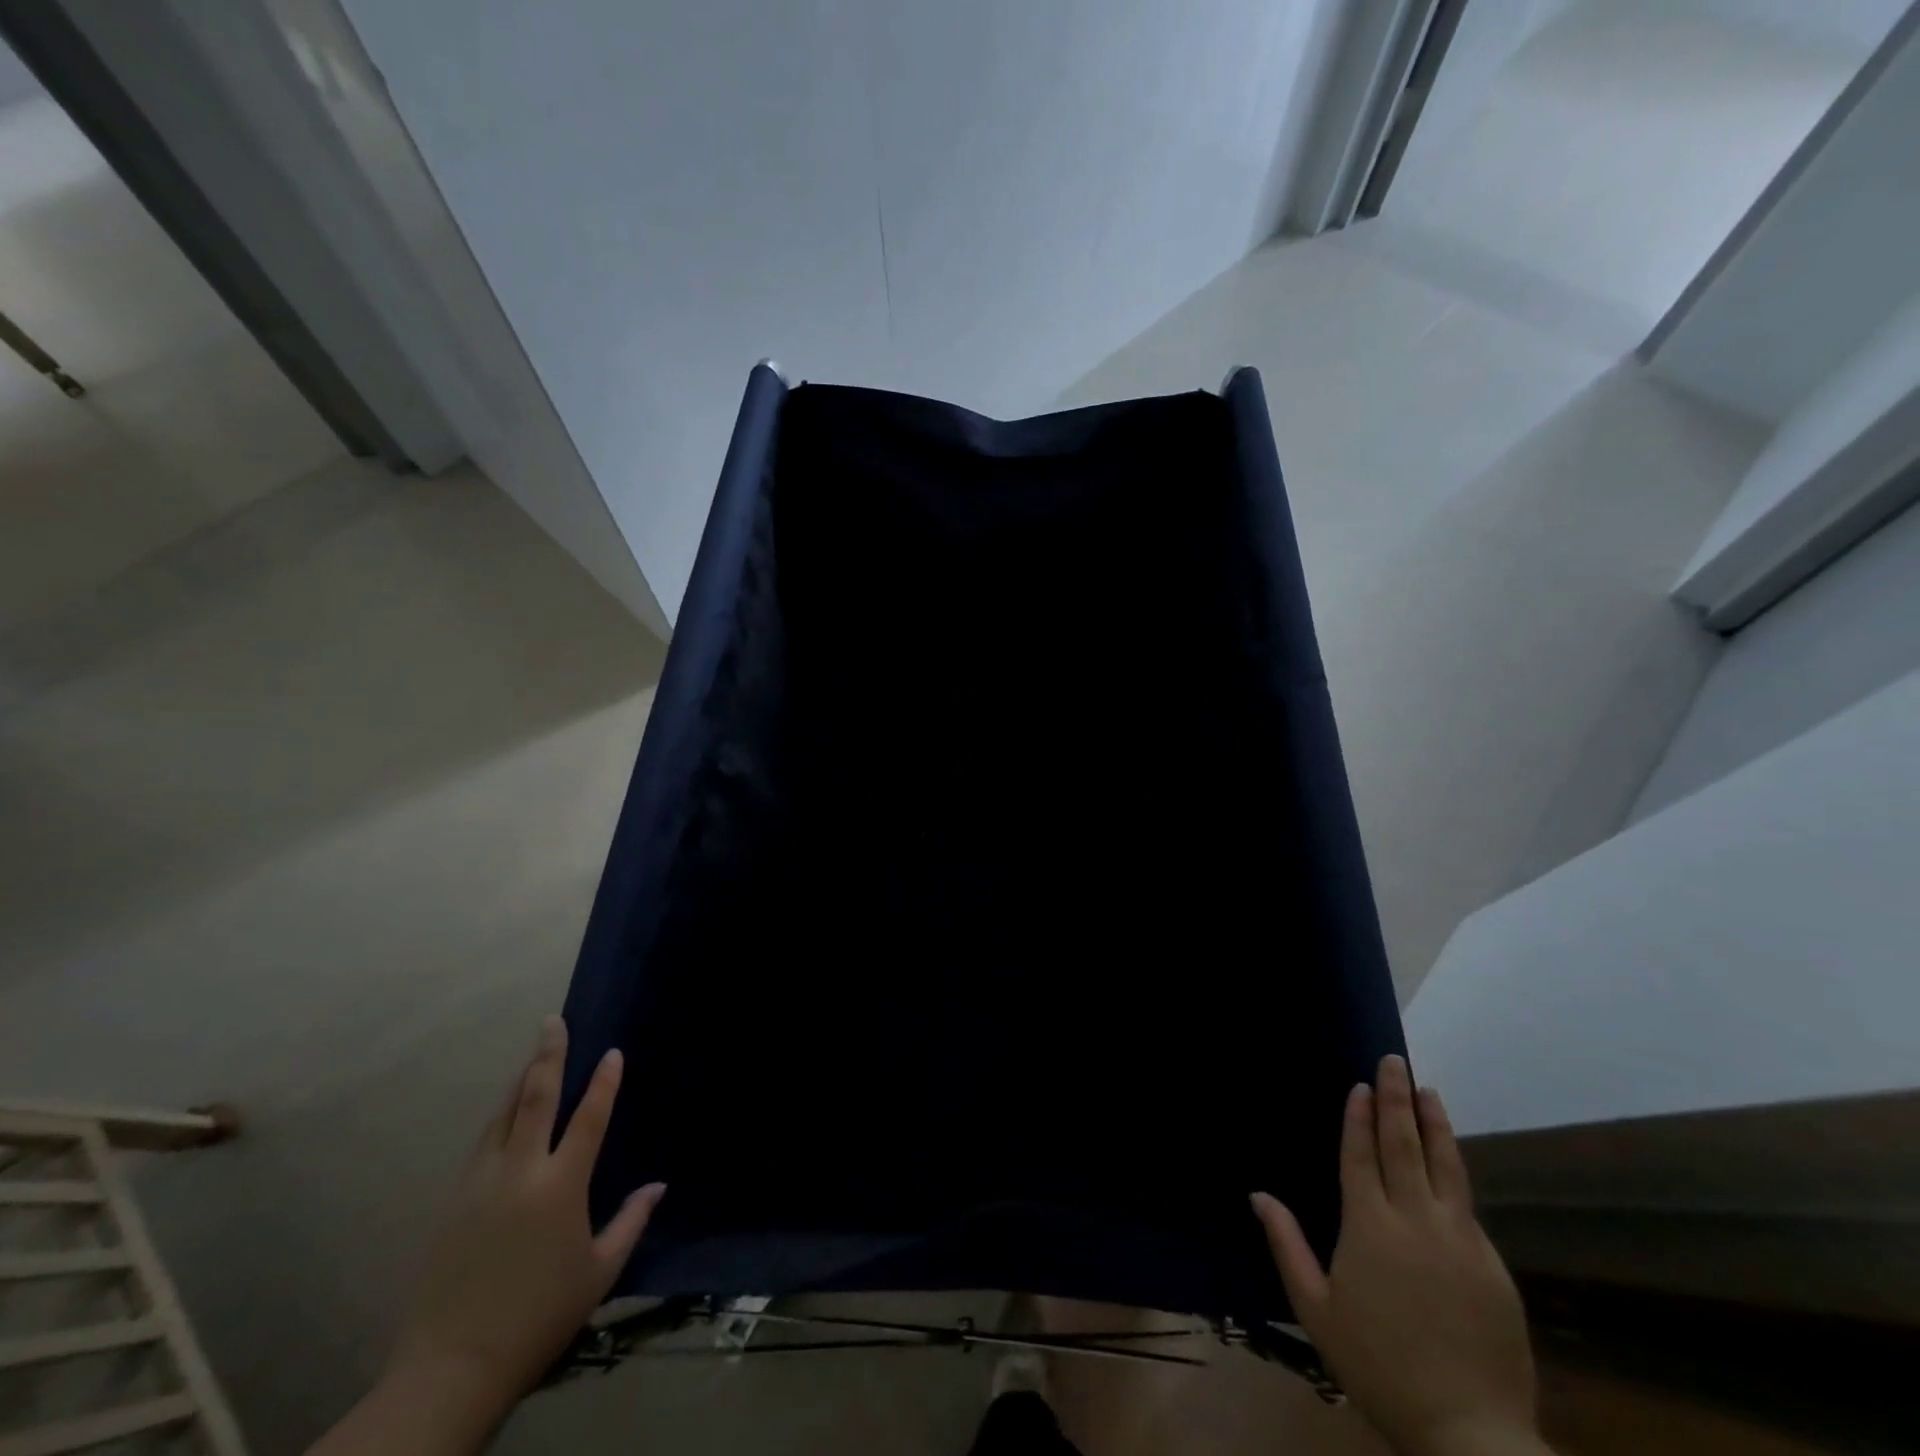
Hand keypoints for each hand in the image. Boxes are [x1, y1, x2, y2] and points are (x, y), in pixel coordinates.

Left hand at [387, 1016, 663, 1412]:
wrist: (452, 1366)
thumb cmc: (540, 1315)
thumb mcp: (599, 1272)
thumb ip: (631, 1222)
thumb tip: (658, 1186)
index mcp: (561, 1186)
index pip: (589, 1118)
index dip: (604, 1082)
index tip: (613, 1053)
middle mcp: (520, 1172)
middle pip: (535, 1098)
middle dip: (548, 1056)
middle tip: (553, 1022)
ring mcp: (481, 1183)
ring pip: (503, 1115)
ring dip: (521, 1080)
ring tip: (534, 1054)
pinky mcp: (454, 1200)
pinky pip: (483, 1142)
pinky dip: (500, 1116)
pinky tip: (507, 1112)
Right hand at [1251, 1056, 1543, 1455]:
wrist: (1470, 1433)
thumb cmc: (1378, 1365)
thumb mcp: (1316, 1310)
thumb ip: (1287, 1245)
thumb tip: (1258, 1194)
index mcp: (1369, 1226)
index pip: (1361, 1154)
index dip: (1359, 1117)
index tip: (1360, 1083)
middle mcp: (1415, 1219)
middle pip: (1404, 1145)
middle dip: (1396, 1099)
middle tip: (1394, 1061)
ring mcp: (1460, 1239)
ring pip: (1445, 1165)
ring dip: (1434, 1123)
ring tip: (1428, 1090)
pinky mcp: (1492, 1264)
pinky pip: (1466, 1205)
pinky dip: (1453, 1171)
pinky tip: (1448, 1161)